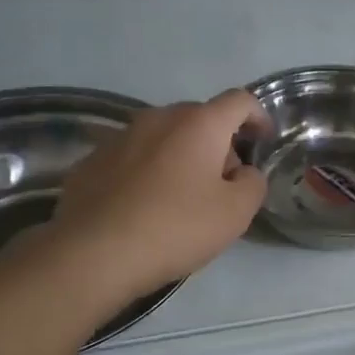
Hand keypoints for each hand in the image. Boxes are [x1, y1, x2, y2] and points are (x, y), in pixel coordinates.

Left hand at [47, 90, 268, 300]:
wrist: (93, 254)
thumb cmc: (175, 228)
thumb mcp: (236, 213)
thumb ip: (253, 184)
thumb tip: (244, 173)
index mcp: (199, 124)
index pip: (239, 101)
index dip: (258, 116)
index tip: (263, 141)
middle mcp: (158, 118)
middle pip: (200, 119)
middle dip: (218, 144)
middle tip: (224, 184)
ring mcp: (119, 137)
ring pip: (164, 137)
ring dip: (181, 158)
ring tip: (182, 198)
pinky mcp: (91, 161)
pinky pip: (133, 158)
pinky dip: (148, 173)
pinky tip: (144, 207)